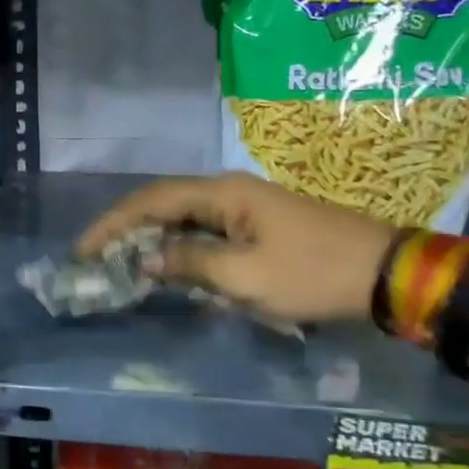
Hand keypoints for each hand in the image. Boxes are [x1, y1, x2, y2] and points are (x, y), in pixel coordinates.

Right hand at [77, 173, 394, 324]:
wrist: (385, 273)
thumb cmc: (313, 274)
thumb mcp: (246, 278)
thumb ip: (190, 264)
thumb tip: (147, 259)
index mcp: (223, 193)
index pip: (151, 200)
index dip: (113, 224)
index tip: (82, 250)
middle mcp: (229, 190)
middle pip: (163, 203)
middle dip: (126, 229)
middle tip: (96, 259)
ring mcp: (246, 206)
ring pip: (184, 217)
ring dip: (152, 238)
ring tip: (122, 263)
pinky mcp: (259, 224)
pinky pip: (206, 230)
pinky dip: (180, 246)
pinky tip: (169, 266)